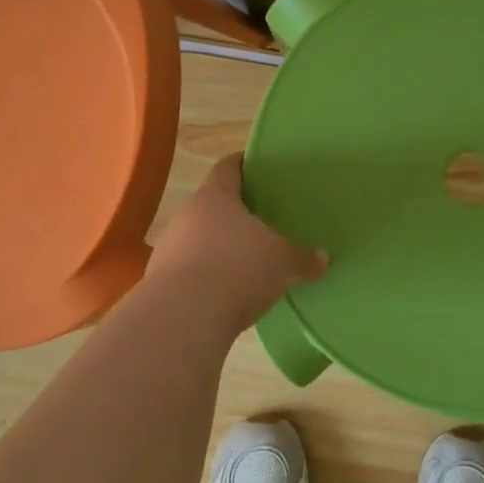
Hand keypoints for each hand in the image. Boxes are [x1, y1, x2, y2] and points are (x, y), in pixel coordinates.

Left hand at [146, 154, 327, 330]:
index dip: (244, 164)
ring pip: (199, 239)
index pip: (228, 168)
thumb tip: (322, 258)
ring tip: (245, 261)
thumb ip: (302, 258)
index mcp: (216, 197)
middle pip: (213, 205)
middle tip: (262, 220)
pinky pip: (190, 270)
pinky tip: (225, 292)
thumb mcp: (281, 262)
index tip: (258, 167)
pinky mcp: (160, 281)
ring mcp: (169, 248)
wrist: (182, 318)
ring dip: (218, 247)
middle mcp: (187, 215)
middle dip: (235, 213)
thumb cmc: (236, 269)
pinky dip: (207, 276)